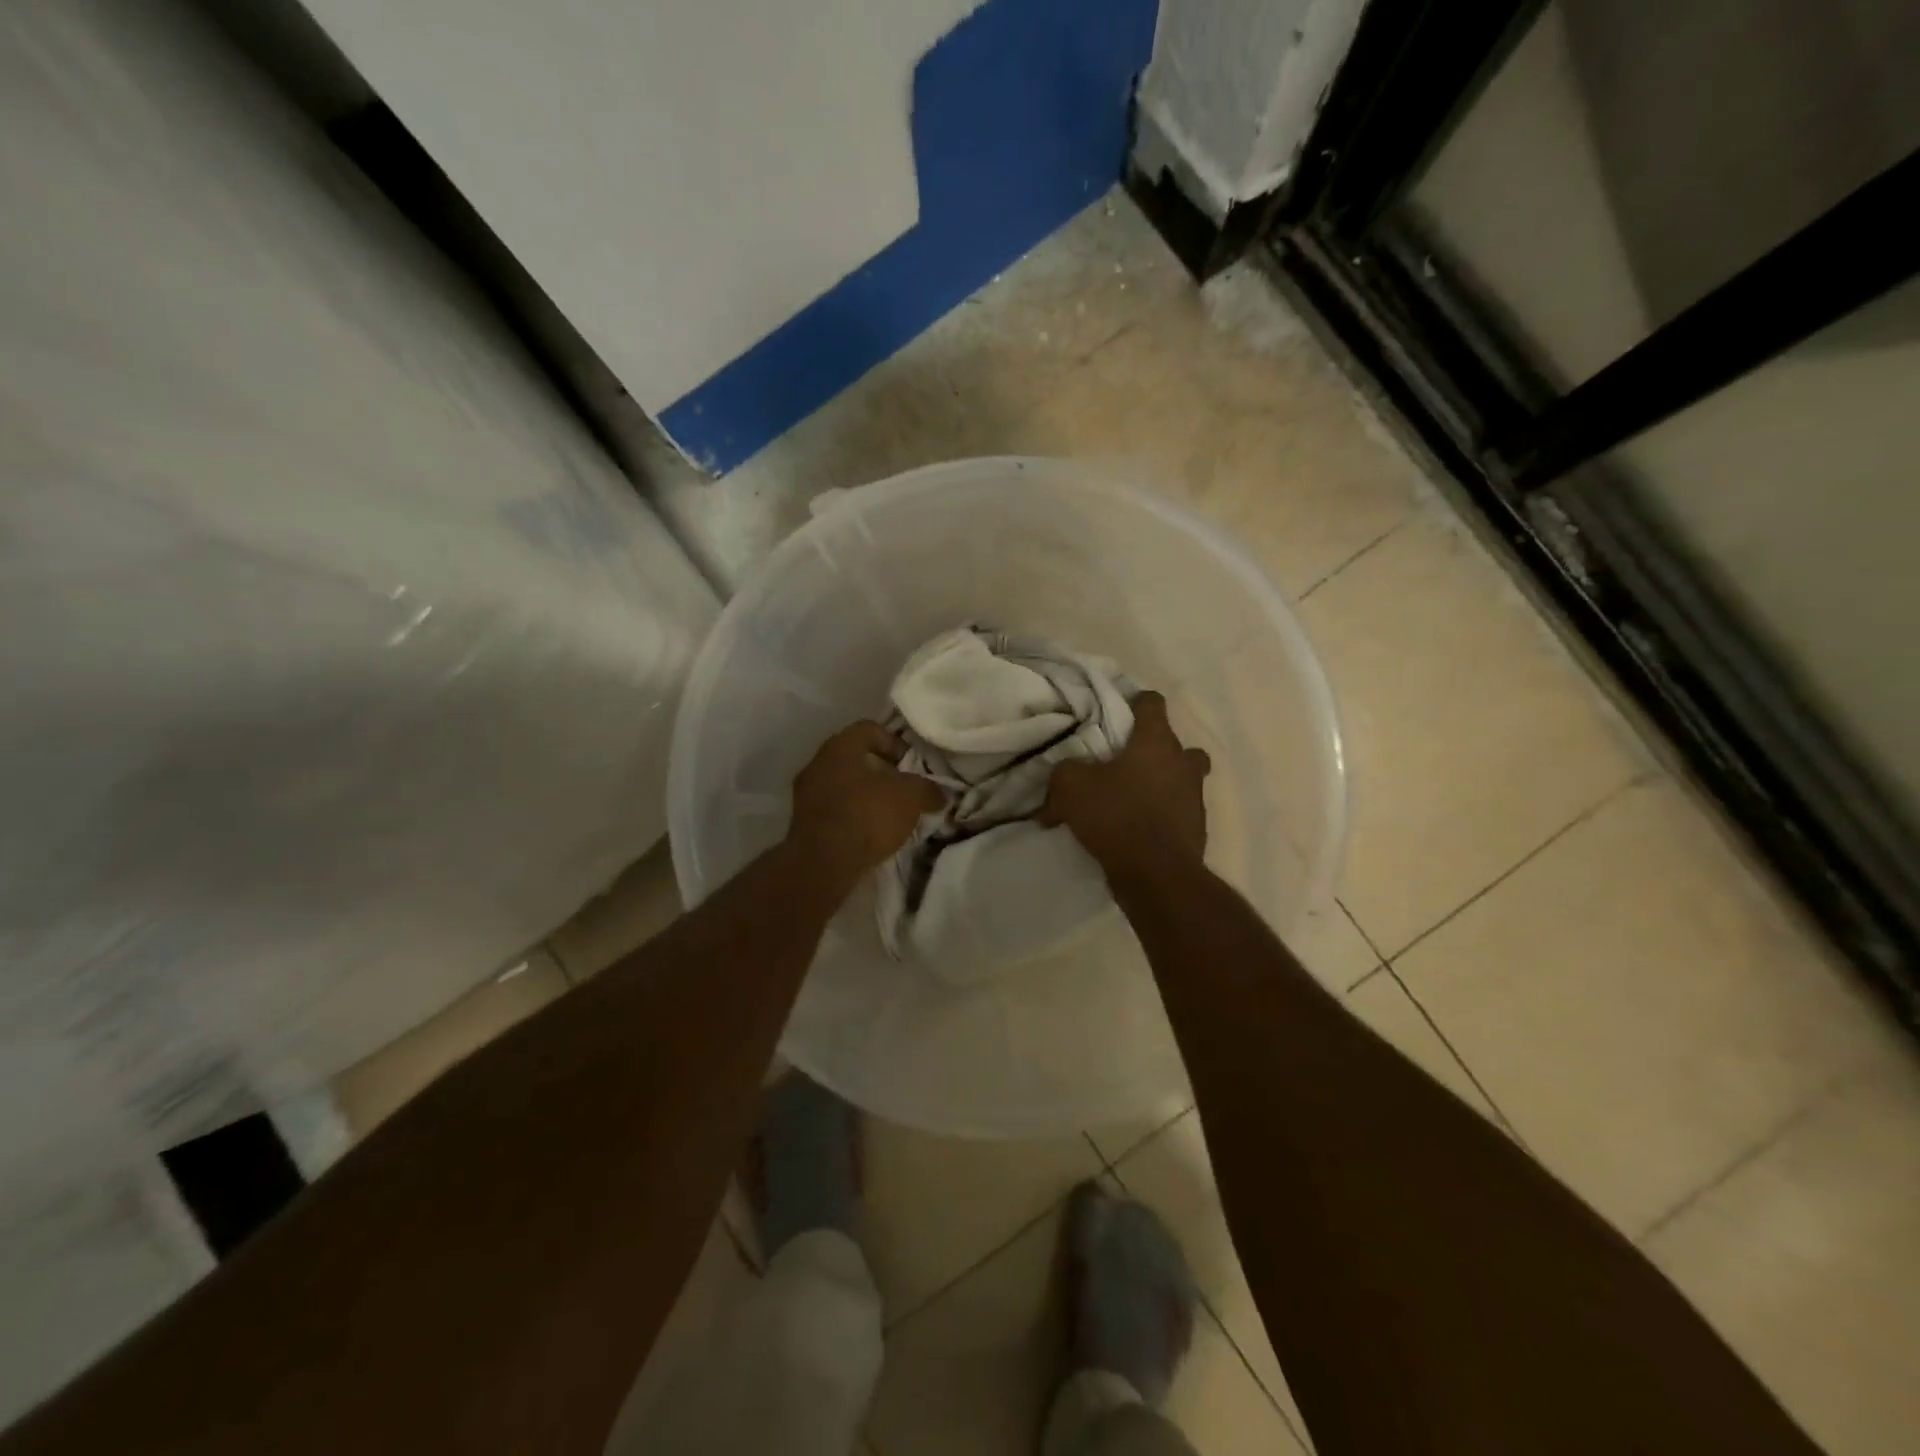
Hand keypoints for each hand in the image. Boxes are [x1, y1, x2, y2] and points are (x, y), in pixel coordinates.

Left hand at [787, 721, 943, 889]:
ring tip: (888, 815)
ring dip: (865, 795)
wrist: (824, 863)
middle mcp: (817, 763)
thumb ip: (927, 789)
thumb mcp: (910, 797)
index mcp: (840, 746)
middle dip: (881, 771)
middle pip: (855, 757)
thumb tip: (939, 794)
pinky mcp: (802, 822)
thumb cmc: (867, 815)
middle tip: (902, 789)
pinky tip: (869, 833)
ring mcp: (805, 793)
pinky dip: (852, 815)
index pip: (869, 729)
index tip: (911, 765)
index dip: (895, 742)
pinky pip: (834, 809)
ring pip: (843, 784)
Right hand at [1042, 691, 1209, 880]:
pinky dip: (1158, 817)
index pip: (1152, 703)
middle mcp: (1183, 763)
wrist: (1156, 875)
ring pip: (1179, 779)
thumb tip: (1063, 779)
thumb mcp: (1071, 787)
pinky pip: (1175, 813)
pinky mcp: (1196, 829)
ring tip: (1127, 801)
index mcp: (1157, 742)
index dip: (1134, 702)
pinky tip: (1133, 831)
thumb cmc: (1117, 816)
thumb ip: (1064, 771)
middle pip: (1174, 744)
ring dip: (1157, 785)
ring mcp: (1194, 797)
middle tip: (1124, 763)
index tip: (1116, 713)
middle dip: (1151, 750)